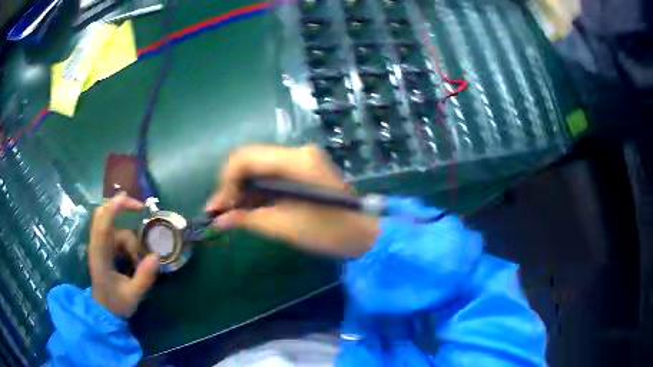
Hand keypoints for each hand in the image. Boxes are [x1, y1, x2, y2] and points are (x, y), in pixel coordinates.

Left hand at [89, 194, 159, 317]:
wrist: (104, 312)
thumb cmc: (116, 304)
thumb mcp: (133, 295)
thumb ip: (144, 277)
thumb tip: (157, 256)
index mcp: (100, 255)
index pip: (104, 224)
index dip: (117, 208)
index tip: (137, 205)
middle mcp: (98, 245)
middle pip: (103, 213)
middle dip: (121, 206)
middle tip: (140, 210)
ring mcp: (100, 246)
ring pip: (115, 227)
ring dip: (129, 239)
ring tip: (137, 261)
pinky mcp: (104, 248)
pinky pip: (116, 234)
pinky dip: (127, 242)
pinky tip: (133, 258)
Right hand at [205, 145, 379, 257]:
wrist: (363, 234)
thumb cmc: (329, 232)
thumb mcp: (285, 226)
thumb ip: (248, 219)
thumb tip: (218, 221)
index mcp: (295, 161)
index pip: (246, 159)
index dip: (226, 182)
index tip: (217, 209)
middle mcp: (297, 153)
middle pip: (250, 161)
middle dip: (232, 186)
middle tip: (221, 213)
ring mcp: (301, 160)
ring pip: (258, 168)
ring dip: (242, 190)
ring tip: (231, 214)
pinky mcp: (302, 171)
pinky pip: (270, 176)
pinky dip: (257, 192)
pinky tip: (248, 209)